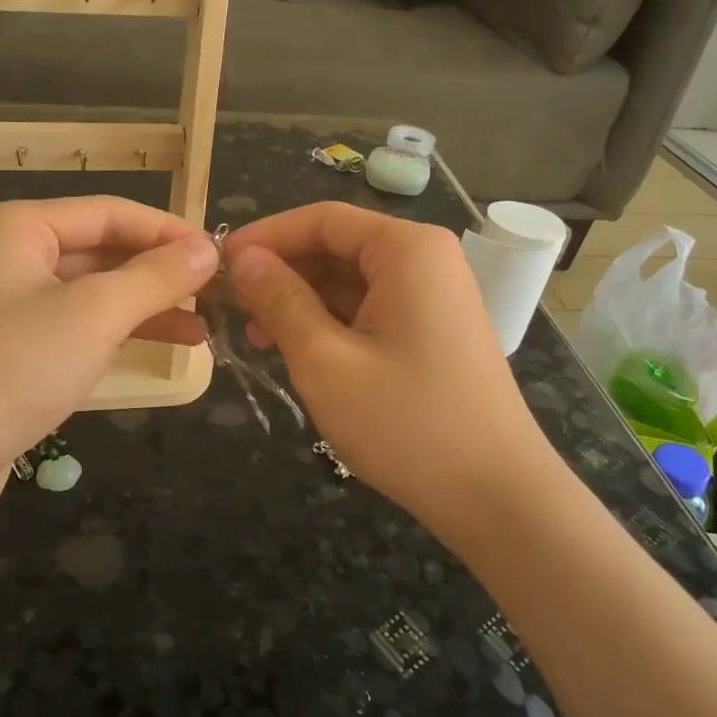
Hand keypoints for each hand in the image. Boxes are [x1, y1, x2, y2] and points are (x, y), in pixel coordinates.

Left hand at [0, 197, 217, 529]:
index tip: (221, 255)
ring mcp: (7, 303)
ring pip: (92, 291)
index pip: (110, 212)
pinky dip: (118, 332)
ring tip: (205, 325)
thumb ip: (155, 277)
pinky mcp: (12, 347)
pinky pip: (76, 325)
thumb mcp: (93, 316)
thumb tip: (208, 249)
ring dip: (146, 305)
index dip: (169, 231)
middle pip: (101, 250)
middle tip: (219, 292)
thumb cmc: (10, 369)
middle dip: (160, 272)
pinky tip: (164, 345)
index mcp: (18, 227)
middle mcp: (9, 254)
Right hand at [224, 203, 550, 534]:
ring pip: (350, 280)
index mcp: (407, 250)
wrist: (497, 498)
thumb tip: (243, 258)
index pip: (322, 219)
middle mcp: (426, 259)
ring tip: (255, 336)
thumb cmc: (406, 423)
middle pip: (337, 247)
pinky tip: (297, 350)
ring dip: (301, 301)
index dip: (266, 236)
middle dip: (282, 273)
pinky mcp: (433, 330)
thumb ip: (280, 300)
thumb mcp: (325, 360)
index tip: (219, 264)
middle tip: (231, 306)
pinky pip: (370, 308)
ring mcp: (434, 296)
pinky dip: (330, 322)